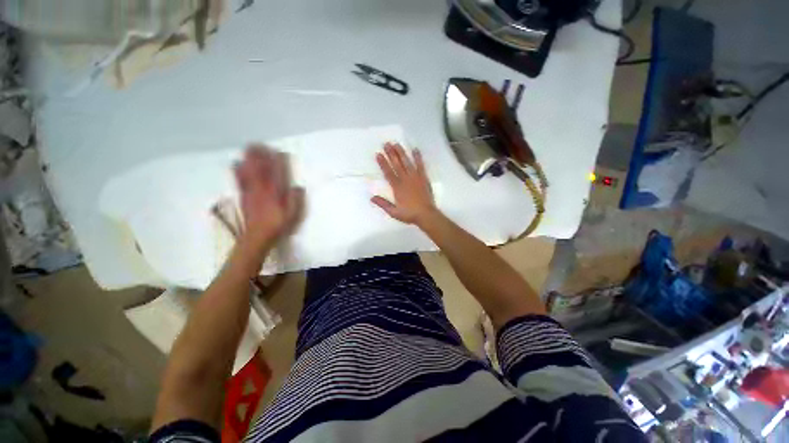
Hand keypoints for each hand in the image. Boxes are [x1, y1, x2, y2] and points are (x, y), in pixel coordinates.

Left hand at [235, 145, 303, 251]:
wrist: (256, 237)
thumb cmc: (277, 226)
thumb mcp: (292, 216)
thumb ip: (295, 201)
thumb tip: (298, 187)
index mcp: (275, 194)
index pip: (277, 175)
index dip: (278, 163)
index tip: (279, 152)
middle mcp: (262, 190)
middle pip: (260, 169)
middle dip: (259, 156)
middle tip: (259, 143)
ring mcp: (250, 192)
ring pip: (249, 172)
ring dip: (249, 159)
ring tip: (249, 148)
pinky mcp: (243, 196)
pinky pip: (240, 180)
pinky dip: (238, 170)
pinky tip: (236, 163)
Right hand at [372, 142, 436, 224]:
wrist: (426, 215)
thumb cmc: (409, 214)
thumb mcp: (393, 212)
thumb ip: (383, 204)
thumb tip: (371, 197)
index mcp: (397, 187)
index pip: (388, 173)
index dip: (383, 163)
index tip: (378, 154)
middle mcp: (405, 180)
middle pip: (397, 165)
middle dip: (391, 154)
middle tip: (386, 144)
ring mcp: (415, 178)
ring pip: (407, 163)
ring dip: (401, 153)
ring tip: (397, 144)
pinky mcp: (423, 178)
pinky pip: (420, 166)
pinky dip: (418, 158)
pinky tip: (415, 150)